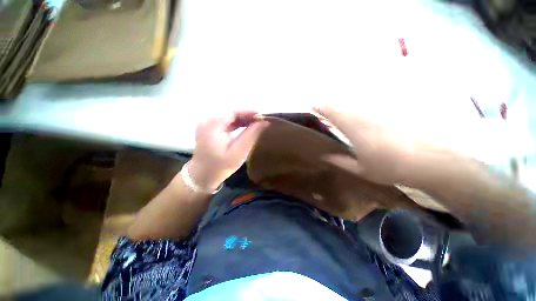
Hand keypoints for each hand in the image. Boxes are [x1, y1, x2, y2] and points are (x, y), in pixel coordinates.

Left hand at [188, 111, 268, 190]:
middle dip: (248, 116)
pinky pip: (226, 122)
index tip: (264, 115)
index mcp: (213, 125)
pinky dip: (237, 124)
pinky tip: (247, 126)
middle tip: (263, 120)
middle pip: (231, 113)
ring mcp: (207, 124)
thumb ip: (251, 135)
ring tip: (258, 123)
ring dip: (243, 119)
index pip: (234, 112)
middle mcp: (208, 120)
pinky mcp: (209, 129)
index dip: (250, 112)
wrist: (202, 176)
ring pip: (229, 117)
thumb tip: (264, 122)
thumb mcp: (239, 152)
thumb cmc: (220, 167)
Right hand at [315, 106, 419, 184]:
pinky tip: (355, 120)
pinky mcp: (387, 119)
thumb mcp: (361, 169)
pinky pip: (366, 113)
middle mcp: (364, 121)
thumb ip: (341, 161)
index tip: (313, 107)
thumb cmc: (389, 167)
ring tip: (334, 116)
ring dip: (342, 111)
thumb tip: (325, 156)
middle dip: (330, 109)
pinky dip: (355, 115)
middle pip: (343, 109)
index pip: (335, 116)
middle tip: (321, 111)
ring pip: (354, 110)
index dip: (323, 110)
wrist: (427, 161)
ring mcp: (377, 118)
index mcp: (355, 132)